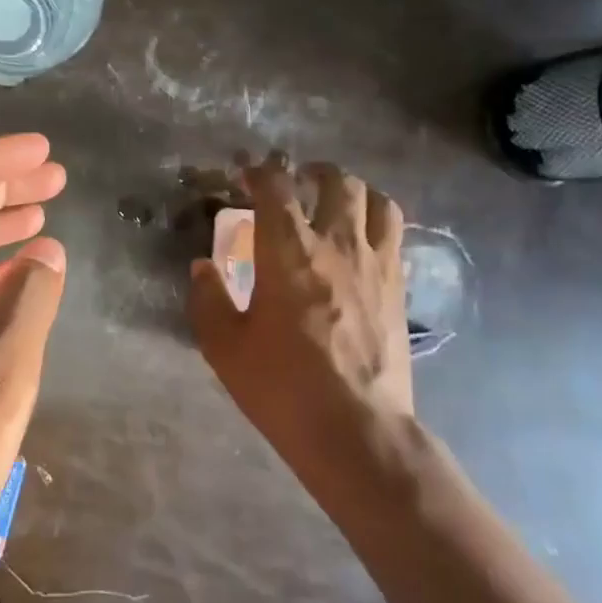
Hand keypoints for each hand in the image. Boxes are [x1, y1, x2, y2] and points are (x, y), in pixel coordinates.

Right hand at [188, 154, 412, 503]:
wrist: (356, 430)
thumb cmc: (282, 386)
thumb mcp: (224, 346)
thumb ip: (208, 298)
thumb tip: (203, 267)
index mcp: (287, 251)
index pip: (274, 187)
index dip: (259, 172)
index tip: (246, 175)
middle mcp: (336, 243)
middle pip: (336, 181)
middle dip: (312, 172)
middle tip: (296, 183)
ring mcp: (375, 262)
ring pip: (375, 200)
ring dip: (353, 191)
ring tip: (337, 202)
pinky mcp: (398, 287)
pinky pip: (395, 234)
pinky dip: (377, 222)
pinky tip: (363, 241)